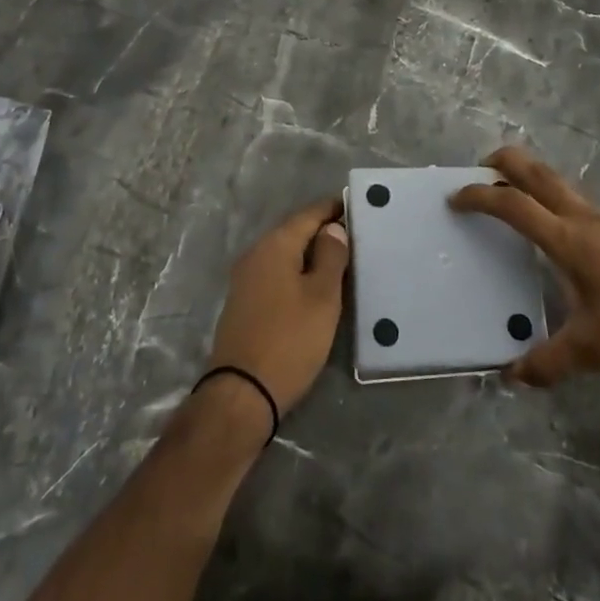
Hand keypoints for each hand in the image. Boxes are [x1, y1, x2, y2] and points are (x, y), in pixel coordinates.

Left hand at [206, 198, 350, 415]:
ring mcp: (245, 279)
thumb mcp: (322, 297)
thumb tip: (333, 228)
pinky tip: (313, 286)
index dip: (333, 209)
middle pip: (294, 232)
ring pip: (284, 255)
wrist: (242, 393)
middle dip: (322, 231)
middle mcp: (255, 254)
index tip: (357, 207)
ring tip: (340, 261)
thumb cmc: (290, 339)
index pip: (308, 214)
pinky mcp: (243, 303)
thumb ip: (331, 257)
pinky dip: (296, 273)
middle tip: (355, 235)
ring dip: (310, 254)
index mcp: (275, 245)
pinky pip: (275, 274)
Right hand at [450, 147, 599, 388]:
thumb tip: (510, 377)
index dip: (480, 197)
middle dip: (504, 162)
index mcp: (570, 239)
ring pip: (557, 180)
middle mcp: (584, 218)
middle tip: (478, 171)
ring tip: (506, 196)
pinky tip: (547, 229)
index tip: (455, 199)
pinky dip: (547, 195)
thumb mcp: (594, 350)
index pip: (514, 205)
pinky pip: (571, 198)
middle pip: (537, 171)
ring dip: (527, 176)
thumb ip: (548, 362)